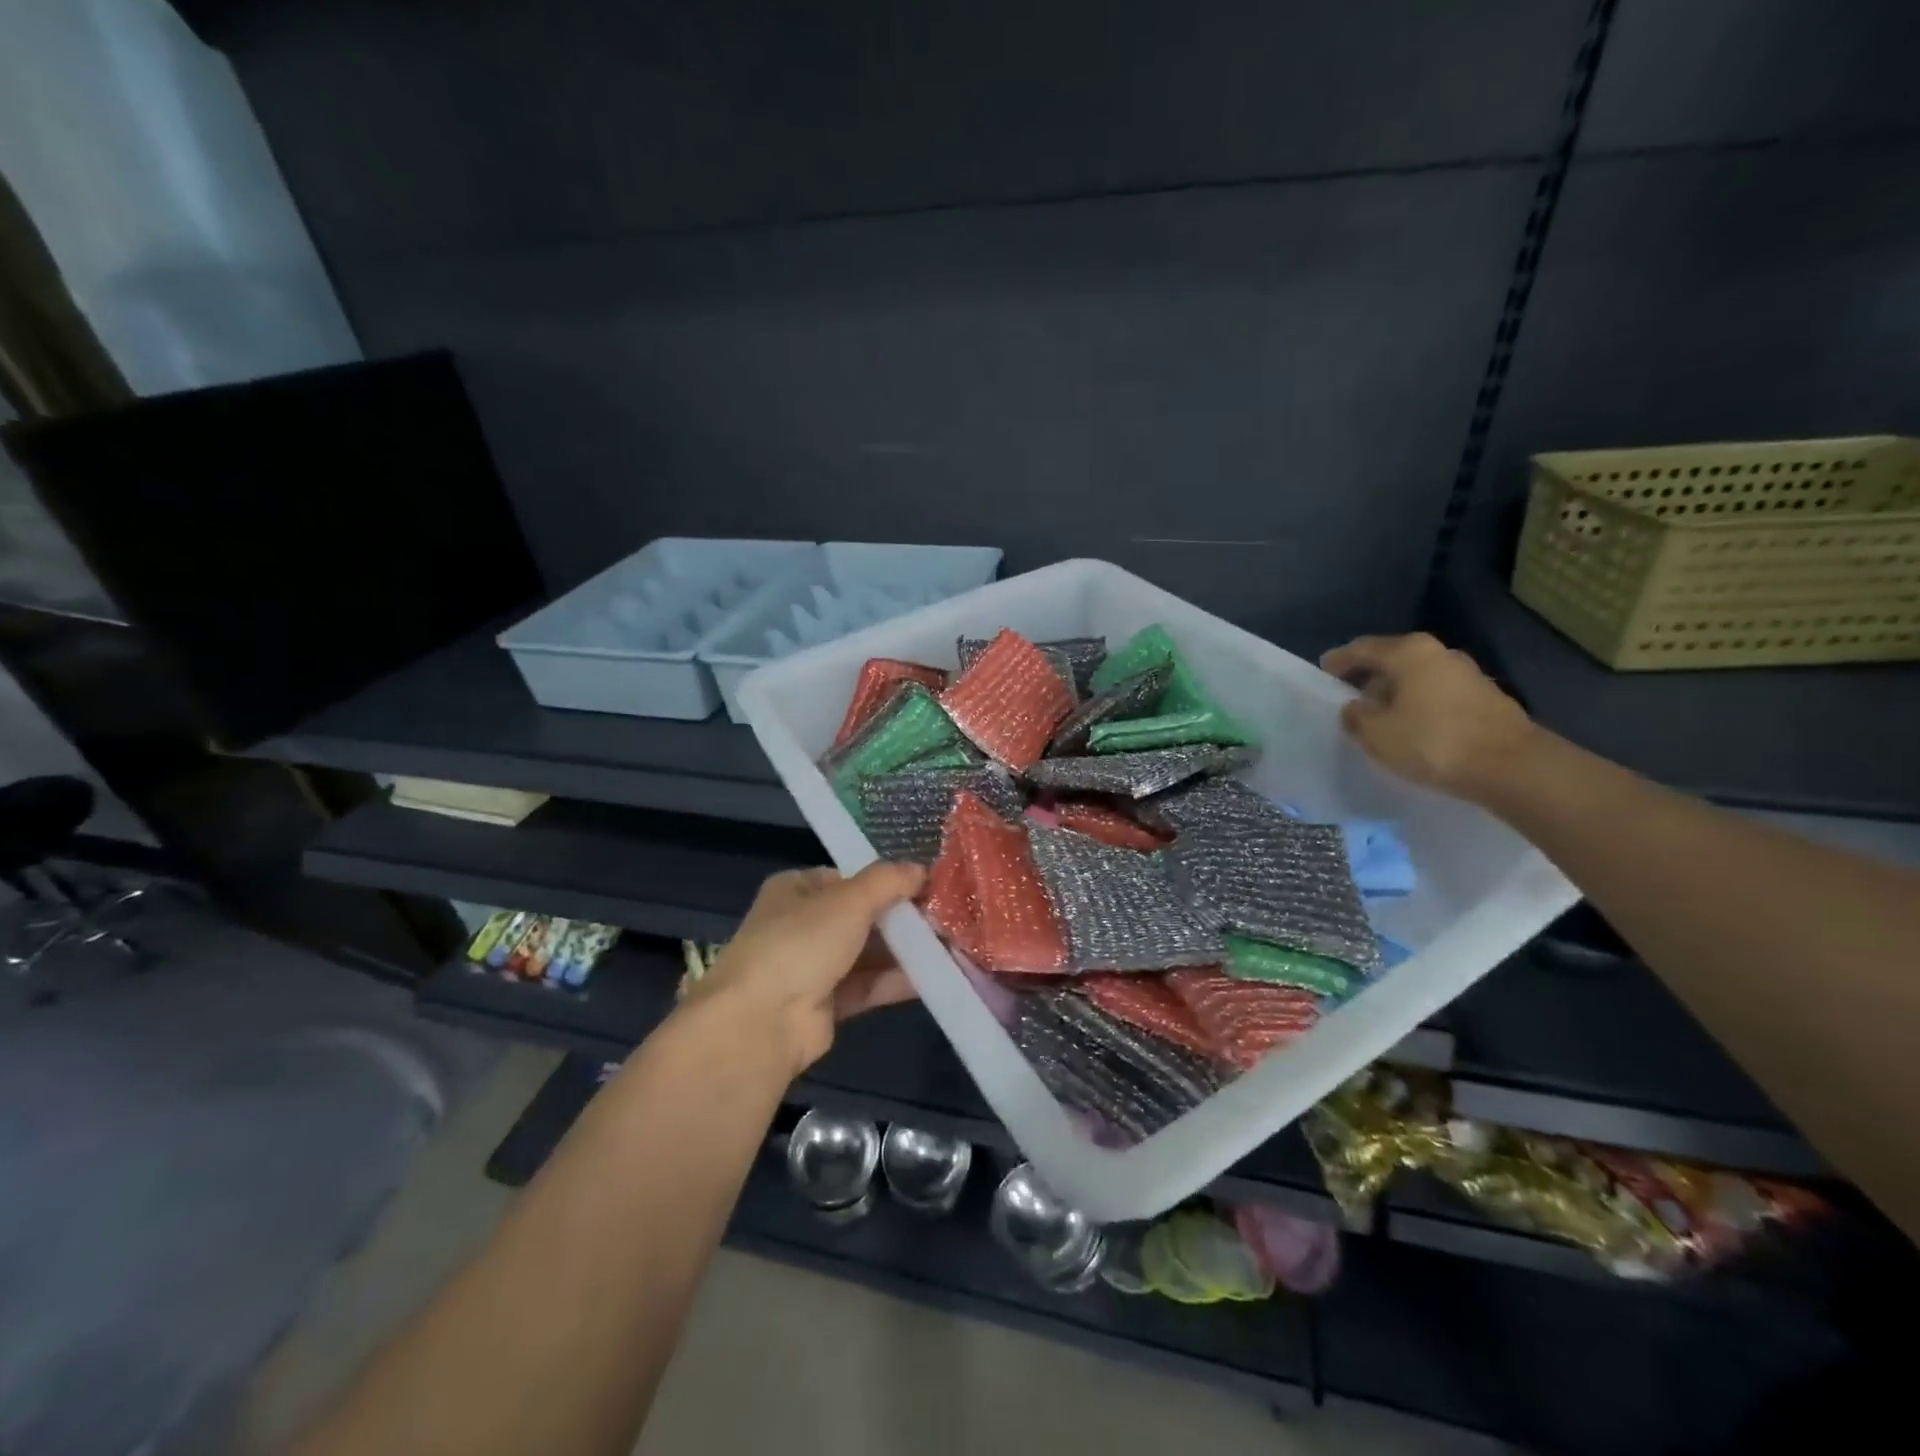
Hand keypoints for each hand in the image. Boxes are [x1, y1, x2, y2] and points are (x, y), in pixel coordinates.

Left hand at [684, 862, 925, 1076]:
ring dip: (902, 950)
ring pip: (865, 953)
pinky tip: (933, 976)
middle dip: (898, 918)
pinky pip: (866, 986)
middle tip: (942, 916)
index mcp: (794, 890)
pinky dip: (895, 981)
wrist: (762, 1022)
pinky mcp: (824, 1005)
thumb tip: (921, 868)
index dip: (882, 880)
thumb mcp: (849, 900)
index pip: (845, 878)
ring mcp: (811, 967)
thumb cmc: (801, 943)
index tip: (922, 885)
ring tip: (948, 945)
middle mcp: (800, 925)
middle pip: (859, 916)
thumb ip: (888, 881)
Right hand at [1319, 632, 1534, 801]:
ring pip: (1417, 677)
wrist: (1513, 767)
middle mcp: (1439, 653)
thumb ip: (1356, 717)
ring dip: (1396, 692)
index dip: (1339, 660)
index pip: (1362, 649)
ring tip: (1381, 717)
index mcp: (1409, 653)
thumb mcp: (1376, 735)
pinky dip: (1419, 704)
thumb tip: (1355, 707)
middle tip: (1350, 698)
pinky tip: (1413, 727)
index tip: (1323, 671)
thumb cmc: (1433, 743)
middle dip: (1369, 677)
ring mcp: (1467, 674)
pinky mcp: (1485, 697)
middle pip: (1393, 659)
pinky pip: (1438, 694)